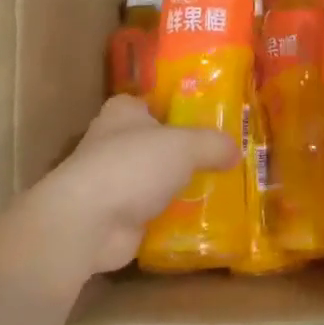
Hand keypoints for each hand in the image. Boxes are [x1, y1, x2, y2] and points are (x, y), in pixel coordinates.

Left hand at [23, 96, 239, 277]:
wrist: (88, 222)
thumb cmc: (132, 165)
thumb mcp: (184, 144)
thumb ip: (212, 144)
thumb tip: (236, 150)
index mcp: (124, 112)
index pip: (155, 102)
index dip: (181, 108)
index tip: (211, 119)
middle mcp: (115, 142)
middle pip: (159, 143)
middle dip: (186, 152)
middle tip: (225, 158)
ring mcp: (114, 181)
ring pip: (156, 179)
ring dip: (180, 187)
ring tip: (221, 190)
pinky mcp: (116, 217)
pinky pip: (154, 213)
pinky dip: (173, 218)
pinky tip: (203, 221)